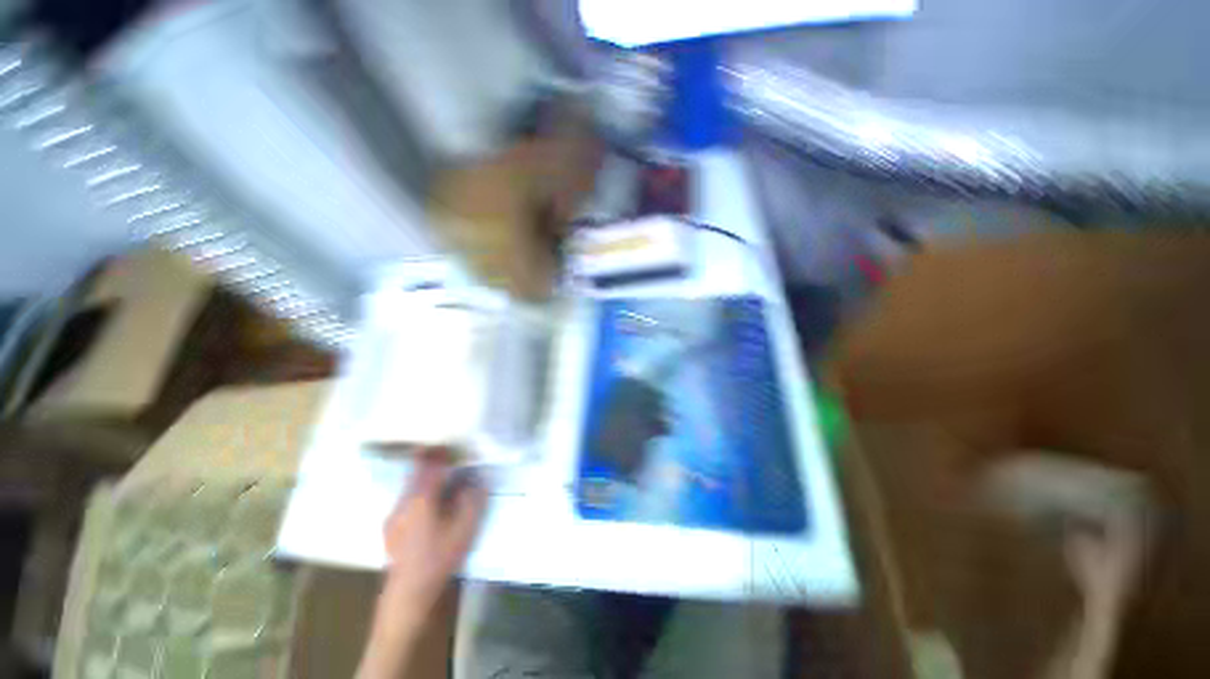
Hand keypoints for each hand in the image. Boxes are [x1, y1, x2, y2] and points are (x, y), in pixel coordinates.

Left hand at [358, 452, 488, 678]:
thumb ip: (472, 499)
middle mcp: (403, 502)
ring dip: (427, 477)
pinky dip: (420, 492)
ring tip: (444, 479)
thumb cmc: (439, 558)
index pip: (430, 465)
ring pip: (410, 485)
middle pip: (417, 472)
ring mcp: (394, 515)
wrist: (408, 593)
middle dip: (433, 461)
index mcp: (420, 499)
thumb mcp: (465, 528)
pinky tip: (432, 503)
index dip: (441, 452)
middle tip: (450, 457)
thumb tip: (476, 480)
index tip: (452, 444)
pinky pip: (407, 499)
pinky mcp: (391, 527)